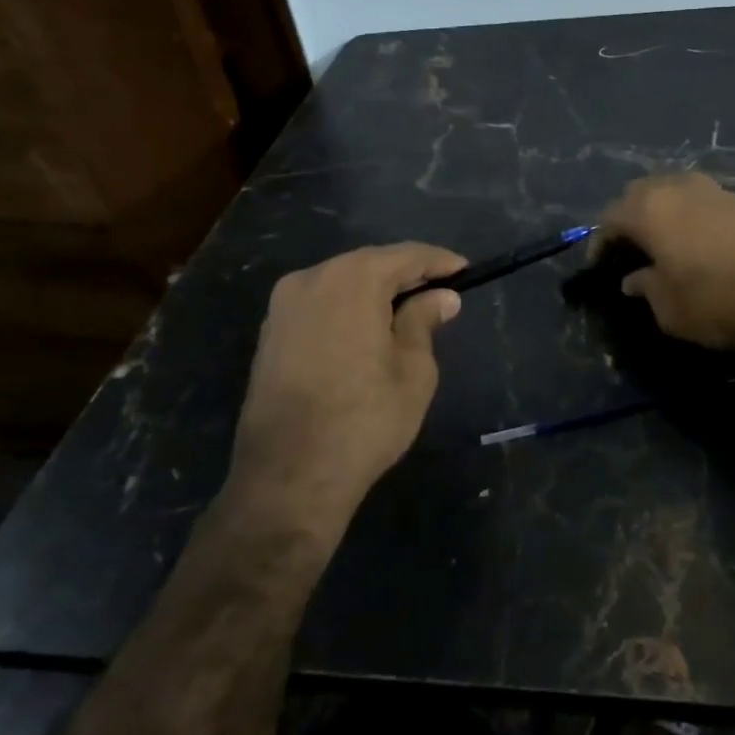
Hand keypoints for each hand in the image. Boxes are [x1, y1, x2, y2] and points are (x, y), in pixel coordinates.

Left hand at [223, 243, 465, 538]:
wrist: (288, 477)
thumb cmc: (365, 421)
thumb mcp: (413, 370)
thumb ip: (423, 322)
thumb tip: (441, 297)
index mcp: (352, 281)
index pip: (405, 256)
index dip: (438, 261)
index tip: (464, 269)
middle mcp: (312, 279)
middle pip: (368, 264)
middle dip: (405, 273)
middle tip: (439, 290)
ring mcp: (283, 306)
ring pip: (340, 282)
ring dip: (374, 290)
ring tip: (407, 309)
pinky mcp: (270, 333)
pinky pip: (319, 304)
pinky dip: (347, 307)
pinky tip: (367, 328)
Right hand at [597, 174, 734, 350]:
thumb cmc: (719, 299)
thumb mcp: (671, 308)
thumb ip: (646, 288)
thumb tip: (634, 279)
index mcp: (648, 210)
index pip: (610, 218)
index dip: (600, 242)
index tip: (600, 265)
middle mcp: (675, 188)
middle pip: (638, 193)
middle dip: (628, 217)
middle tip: (628, 247)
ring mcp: (711, 188)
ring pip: (671, 190)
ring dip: (660, 210)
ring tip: (661, 240)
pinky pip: (699, 198)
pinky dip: (688, 213)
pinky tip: (694, 238)